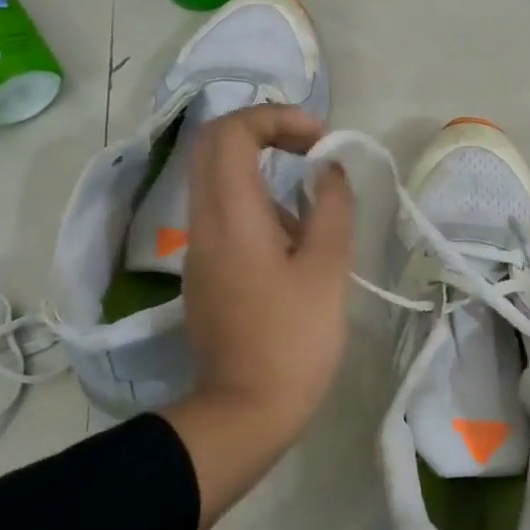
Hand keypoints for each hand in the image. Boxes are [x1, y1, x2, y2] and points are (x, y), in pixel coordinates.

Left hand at [160, 106, 354, 529]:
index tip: (319, 139)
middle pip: (216, 148)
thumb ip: (331, 209)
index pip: (231, 132)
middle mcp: (203, 222)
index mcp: (231, 214)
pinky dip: (260, 207)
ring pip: (220, 182)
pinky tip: (298, 247)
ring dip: (266, 174)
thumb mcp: (326, 269)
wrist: (244, 411)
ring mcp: (199, 250)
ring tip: (315, 212)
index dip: (276, 118)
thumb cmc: (292, 340)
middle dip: (266, 133)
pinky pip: (226, 217)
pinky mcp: (206, 274)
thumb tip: (329, 172)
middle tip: (312, 149)